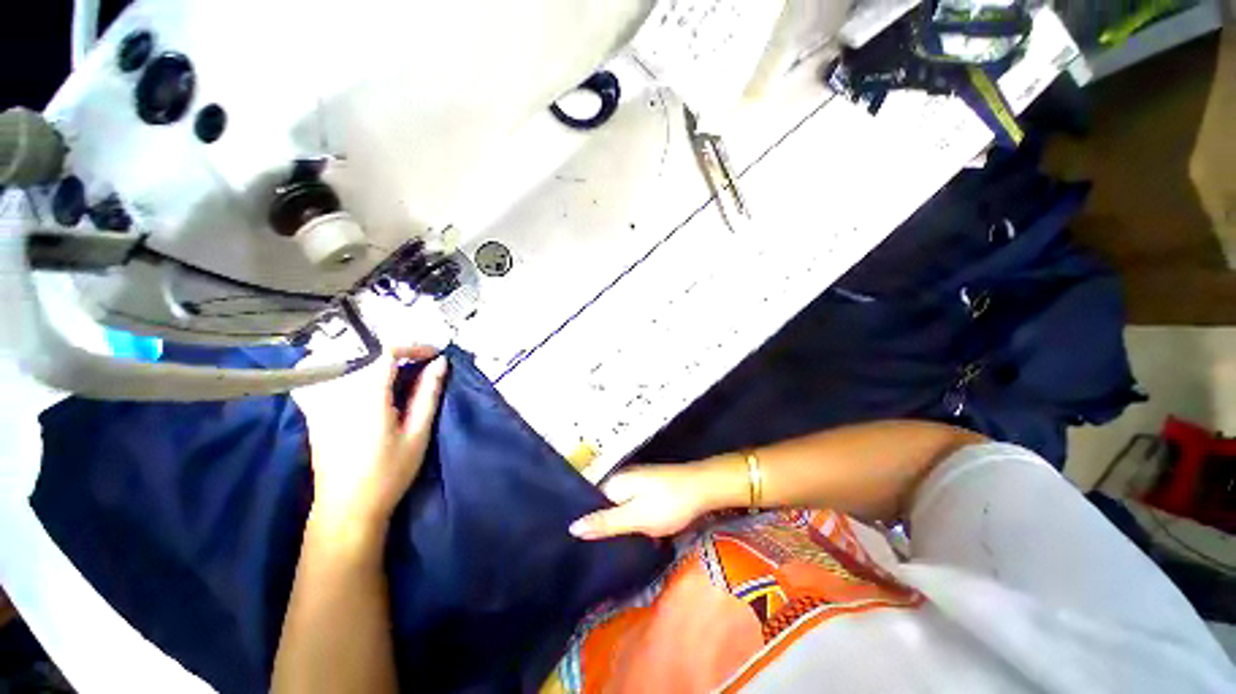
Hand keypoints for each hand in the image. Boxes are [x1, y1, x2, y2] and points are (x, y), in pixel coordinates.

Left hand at [295, 346, 447, 534]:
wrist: (347, 509)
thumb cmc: (389, 473)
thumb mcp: (417, 433)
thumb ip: (428, 393)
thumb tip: (440, 362)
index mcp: (366, 396)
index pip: (385, 351)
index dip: (413, 346)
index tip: (434, 355)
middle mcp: (338, 392)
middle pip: (365, 352)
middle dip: (397, 351)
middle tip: (420, 363)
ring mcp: (321, 401)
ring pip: (342, 360)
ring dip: (373, 357)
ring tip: (395, 370)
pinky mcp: (314, 411)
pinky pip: (321, 376)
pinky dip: (343, 368)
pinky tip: (357, 379)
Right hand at [569, 464, 731, 539]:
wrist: (703, 487)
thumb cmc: (668, 504)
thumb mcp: (635, 517)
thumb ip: (605, 522)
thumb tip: (572, 527)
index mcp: (614, 483)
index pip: (589, 501)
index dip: (583, 521)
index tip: (575, 544)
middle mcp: (621, 479)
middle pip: (603, 504)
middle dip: (599, 524)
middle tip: (591, 552)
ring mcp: (636, 482)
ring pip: (618, 505)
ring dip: (615, 524)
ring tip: (607, 548)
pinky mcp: (649, 488)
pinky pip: (631, 505)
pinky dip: (629, 519)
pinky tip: (630, 534)